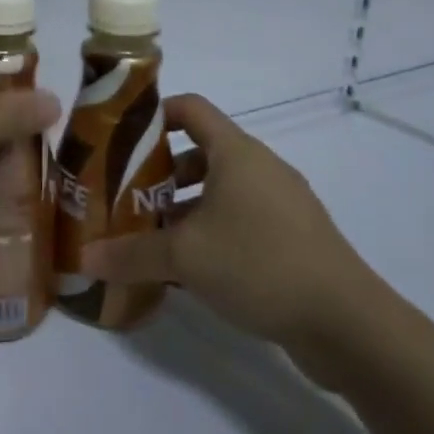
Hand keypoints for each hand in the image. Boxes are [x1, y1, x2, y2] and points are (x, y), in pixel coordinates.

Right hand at [81, 95, 384, 379]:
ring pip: (220, 190)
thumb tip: (84, 257)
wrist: (349, 325)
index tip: (120, 138)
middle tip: (126, 196)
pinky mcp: (293, 238)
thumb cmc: (259, 264)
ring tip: (150, 235)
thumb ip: (130, 254)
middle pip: (200, 152)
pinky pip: (240, 219)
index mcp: (236, 153)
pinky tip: (188, 267)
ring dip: (183, 206)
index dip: (154, 114)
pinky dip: (210, 231)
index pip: (190, 108)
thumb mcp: (184, 257)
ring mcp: (281, 204)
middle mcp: (260, 168)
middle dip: (159, 171)